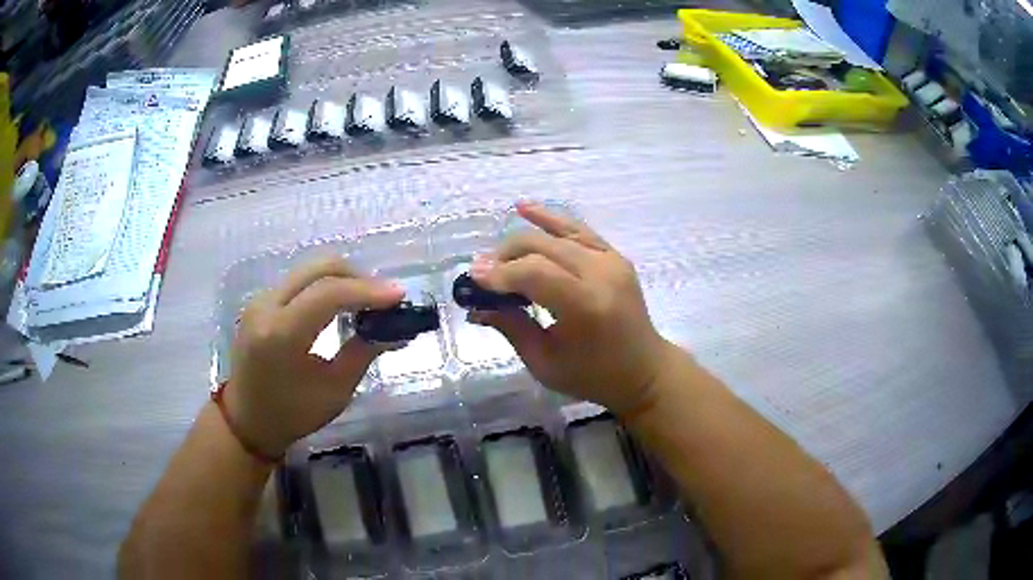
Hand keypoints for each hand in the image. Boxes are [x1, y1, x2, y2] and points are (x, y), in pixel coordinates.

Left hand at [225, 258, 401, 457]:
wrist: (247, 420)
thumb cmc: (292, 414)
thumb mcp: (335, 391)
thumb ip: (363, 353)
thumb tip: (396, 330)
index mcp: (281, 334)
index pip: (328, 294)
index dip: (367, 290)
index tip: (399, 296)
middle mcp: (266, 306)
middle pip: (318, 270)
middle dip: (357, 278)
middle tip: (384, 298)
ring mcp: (260, 300)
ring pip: (309, 271)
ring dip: (342, 280)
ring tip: (367, 302)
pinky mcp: (261, 301)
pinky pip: (299, 281)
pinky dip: (325, 286)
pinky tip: (341, 305)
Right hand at [471, 202, 674, 415]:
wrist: (644, 370)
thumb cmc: (592, 377)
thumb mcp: (544, 362)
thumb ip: (511, 326)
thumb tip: (477, 303)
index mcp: (586, 306)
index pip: (534, 273)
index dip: (500, 273)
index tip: (474, 280)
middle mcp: (601, 275)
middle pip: (542, 247)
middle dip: (506, 256)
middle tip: (482, 273)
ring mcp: (612, 261)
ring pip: (558, 234)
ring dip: (522, 239)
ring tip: (497, 253)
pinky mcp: (615, 256)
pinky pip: (578, 230)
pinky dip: (551, 219)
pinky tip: (524, 208)